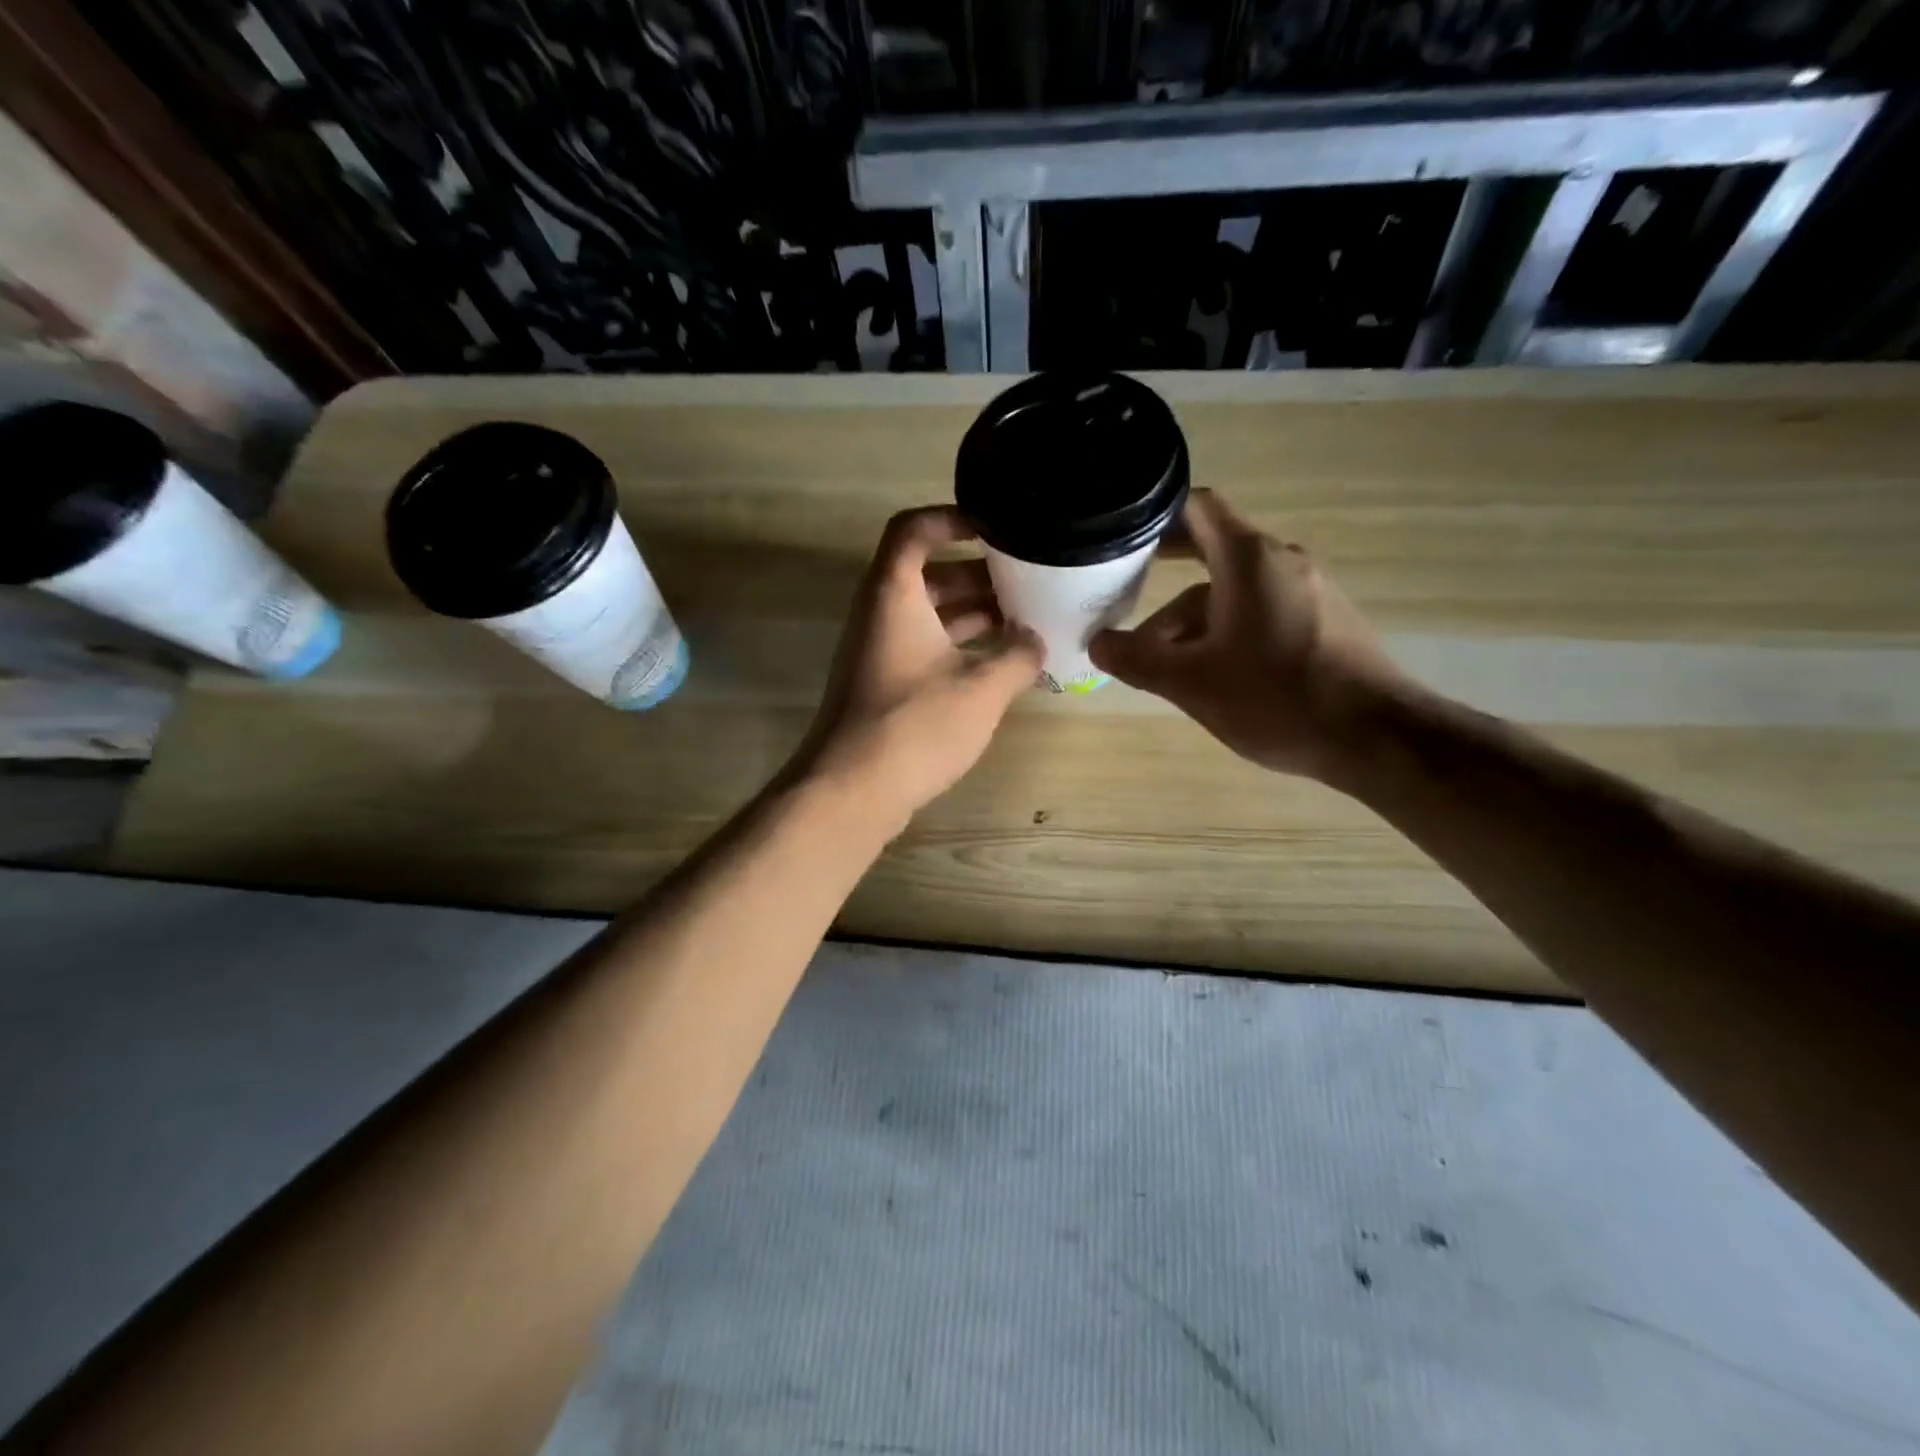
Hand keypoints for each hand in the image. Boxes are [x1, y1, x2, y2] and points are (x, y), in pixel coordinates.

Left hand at [795, 506, 1042, 827]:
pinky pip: (927, 649)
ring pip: (931, 615)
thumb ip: (1019, 656)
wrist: (851, 791)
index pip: (914, 528)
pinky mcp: (885, 686)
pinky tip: (1003, 665)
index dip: (953, 518)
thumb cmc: (916, 725)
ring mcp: (880, 652)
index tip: (997, 527)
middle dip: (981, 574)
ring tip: (1028, 621)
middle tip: (1030, 580)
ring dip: (976, 615)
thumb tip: (1037, 641)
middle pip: (929, 573)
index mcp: (895, 594)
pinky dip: (962, 648)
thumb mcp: (982, 688)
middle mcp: (881, 614)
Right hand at [1089, 489, 1408, 782]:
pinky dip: (1228, 632)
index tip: (1122, 534)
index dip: (1155, 514)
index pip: (1196, 508)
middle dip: (1163, 584)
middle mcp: (1282, 562)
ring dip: (1193, 621)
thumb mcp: (1192, 683)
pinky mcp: (1325, 622)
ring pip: (1235, 593)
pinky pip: (1262, 612)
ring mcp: (1309, 592)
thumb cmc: (1276, 698)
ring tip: (1163, 667)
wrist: (1376, 737)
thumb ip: (1137, 660)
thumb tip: (1097, 645)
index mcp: (1249, 559)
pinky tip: (1214, 675)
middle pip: (1210, 557)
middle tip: (1122, 602)